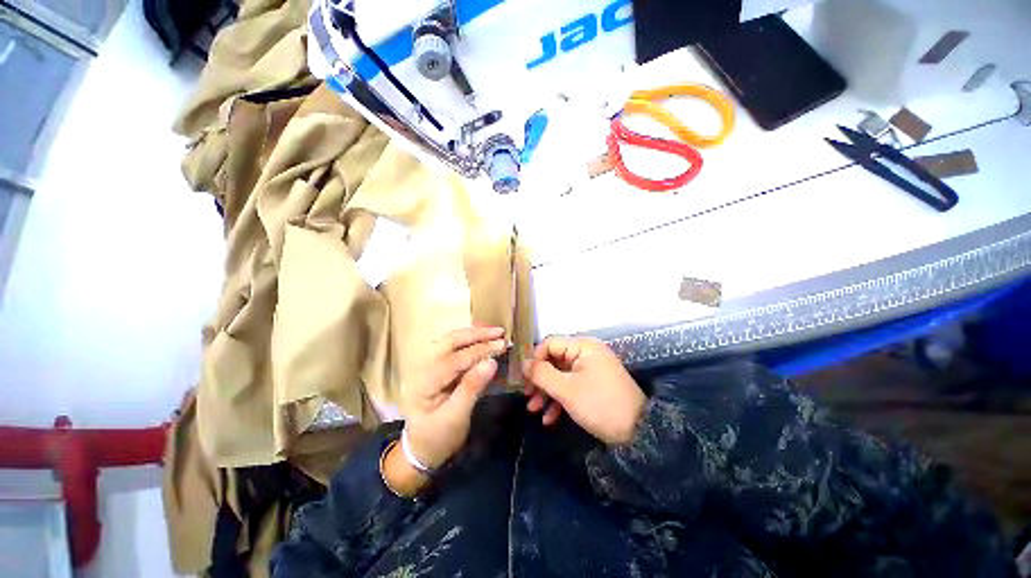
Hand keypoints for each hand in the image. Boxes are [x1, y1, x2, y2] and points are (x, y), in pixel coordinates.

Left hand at [401, 326, 505, 469]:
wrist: (421, 448)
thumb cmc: (438, 437)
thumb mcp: (455, 418)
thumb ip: (471, 388)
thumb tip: (491, 362)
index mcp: (423, 382)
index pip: (455, 359)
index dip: (480, 350)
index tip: (502, 345)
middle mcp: (422, 367)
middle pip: (450, 342)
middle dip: (476, 334)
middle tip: (500, 332)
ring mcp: (428, 364)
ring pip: (451, 340)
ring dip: (473, 334)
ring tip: (494, 331)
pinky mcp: (436, 365)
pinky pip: (453, 347)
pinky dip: (470, 340)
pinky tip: (483, 337)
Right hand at [521, 337, 645, 444]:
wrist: (638, 433)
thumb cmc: (599, 404)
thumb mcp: (566, 389)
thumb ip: (541, 374)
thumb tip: (522, 363)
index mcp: (582, 346)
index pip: (549, 344)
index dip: (534, 360)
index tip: (524, 380)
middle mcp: (586, 353)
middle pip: (553, 361)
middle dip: (539, 381)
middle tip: (528, 399)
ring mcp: (590, 369)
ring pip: (560, 375)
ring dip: (547, 393)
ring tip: (535, 411)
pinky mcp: (593, 384)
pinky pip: (571, 385)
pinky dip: (559, 399)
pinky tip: (550, 418)